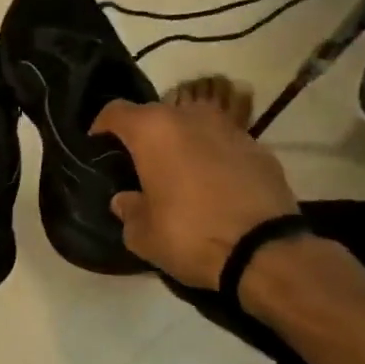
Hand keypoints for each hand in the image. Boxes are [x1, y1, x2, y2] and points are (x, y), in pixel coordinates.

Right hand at [92, 76, 298, 289]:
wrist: (266, 252)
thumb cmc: (190, 235)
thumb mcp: (143, 235)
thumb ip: (128, 210)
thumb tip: (126, 200)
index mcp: (153, 130)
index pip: (115, 111)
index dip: (102, 126)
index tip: (98, 145)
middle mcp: (189, 117)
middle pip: (156, 115)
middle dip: (145, 135)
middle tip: (140, 164)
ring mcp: (228, 128)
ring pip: (193, 125)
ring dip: (182, 143)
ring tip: (179, 173)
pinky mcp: (259, 147)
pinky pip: (224, 144)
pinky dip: (213, 157)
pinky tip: (214, 186)